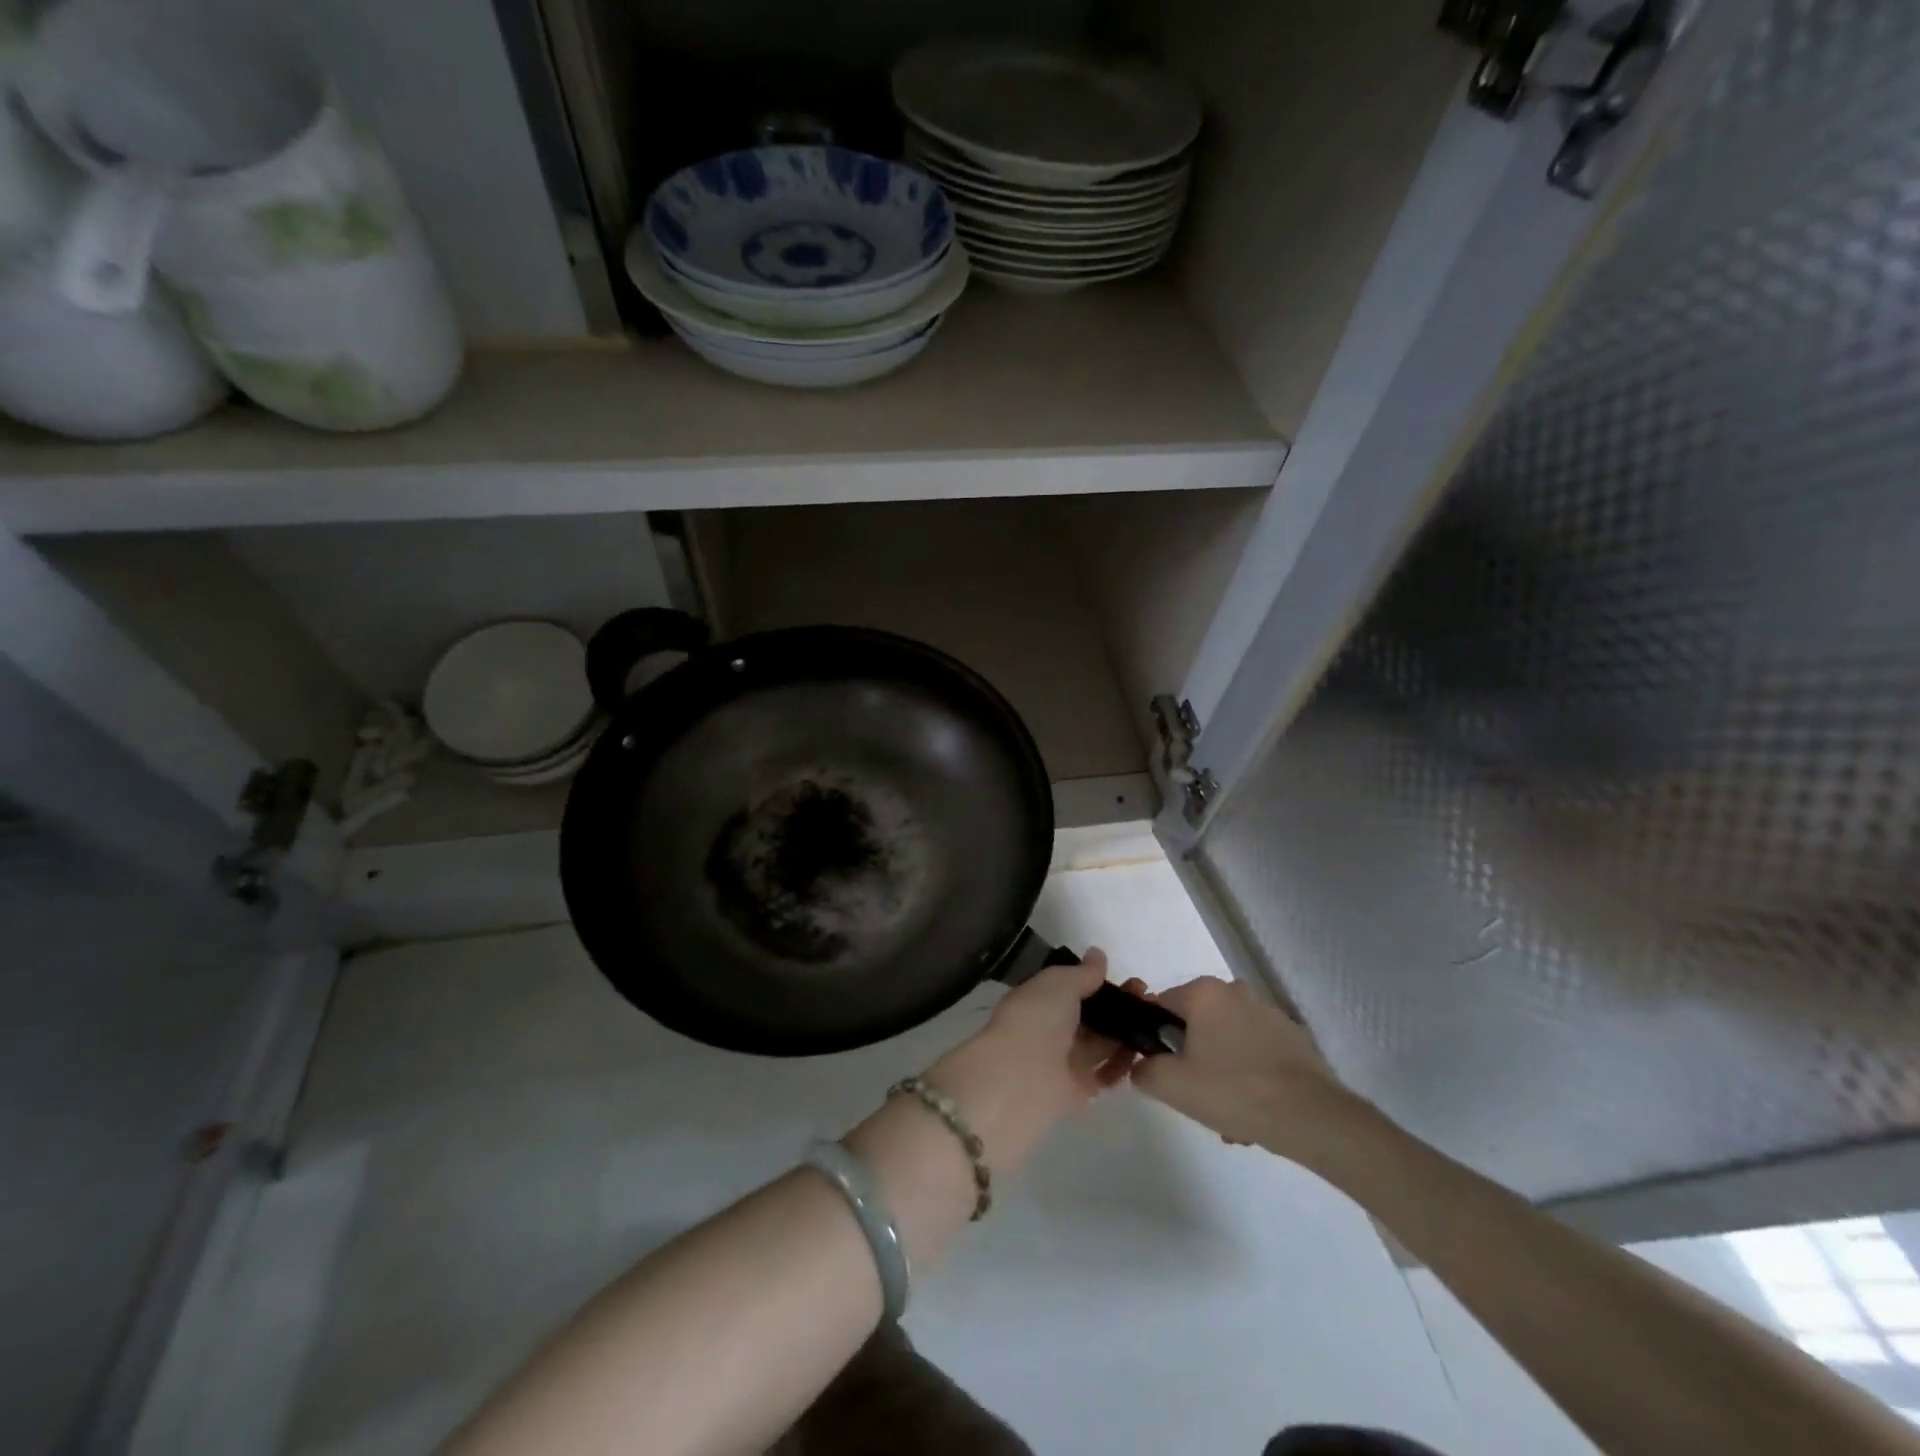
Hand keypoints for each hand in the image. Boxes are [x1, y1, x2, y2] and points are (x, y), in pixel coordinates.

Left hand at [923, 948, 1131, 1175]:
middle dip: (1118, 1006)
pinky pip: (1104, 1075)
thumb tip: (1098, 955)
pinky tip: (1142, 1052)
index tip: (1130, 980)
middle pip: (1090, 1017)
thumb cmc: (1037, 1018)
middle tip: (1148, 998)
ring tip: (1154, 1022)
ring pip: (1100, 1044)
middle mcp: (1050, 1029)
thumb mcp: (1059, 983)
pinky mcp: (1078, 1091)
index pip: (1073, 989)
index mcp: (1039, 1000)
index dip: (1100, 983)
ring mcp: (1064, 1061)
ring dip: (1125, 1033)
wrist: (1021, 1078)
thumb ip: (1082, 973)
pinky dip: (1122, 1066)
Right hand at [1125, 976, 1357, 1156]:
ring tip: (1229, 1115)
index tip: (1163, 1070)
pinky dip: (1250, 1074)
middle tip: (1196, 1096)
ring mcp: (1269, 1013)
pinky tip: (1256, 1110)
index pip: (1161, 1005)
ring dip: (1221, 1069)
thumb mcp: (1171, 1085)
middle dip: (1192, 1058)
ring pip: (1227, 1040)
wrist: (1312, 1117)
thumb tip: (1143, 1065)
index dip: (1155, 1038)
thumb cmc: (1233, 1091)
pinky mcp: (1295, 1038)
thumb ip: (1144, 1070)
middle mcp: (1235, 991)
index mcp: (1204, 992)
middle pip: (1196, 1023)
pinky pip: (1256, 1052)